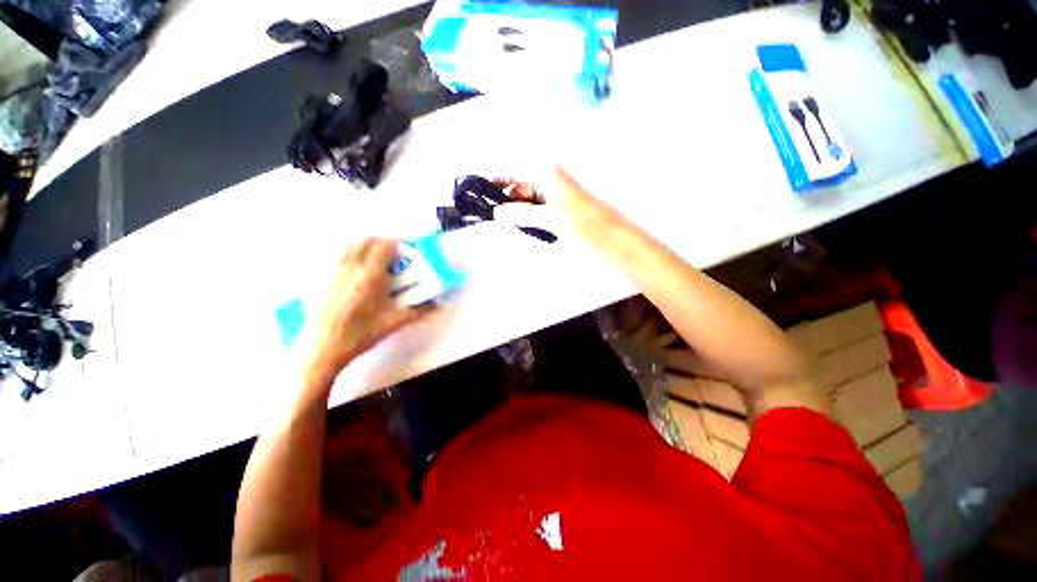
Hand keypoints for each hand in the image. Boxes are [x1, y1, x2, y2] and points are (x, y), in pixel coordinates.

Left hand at [302, 238, 423, 391]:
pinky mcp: (321, 279)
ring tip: (375, 259)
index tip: (406, 249)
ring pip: (350, 246)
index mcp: (370, 275)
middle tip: (393, 252)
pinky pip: (338, 257)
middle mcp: (350, 267)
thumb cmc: (361, 334)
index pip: (385, 246)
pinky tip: (355, 272)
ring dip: (365, 246)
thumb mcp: (393, 323)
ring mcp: (332, 271)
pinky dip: (350, 255)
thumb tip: (438, 307)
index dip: (398, 244)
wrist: (323, 348)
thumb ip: (419, 312)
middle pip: (366, 241)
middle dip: (382, 242)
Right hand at [493, 166, 624, 239]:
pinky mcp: (557, 213)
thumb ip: (521, 213)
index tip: (483, 193)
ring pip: (527, 204)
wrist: (610, 238)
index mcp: (548, 174)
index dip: (499, 182)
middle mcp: (549, 182)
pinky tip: (521, 229)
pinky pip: (536, 214)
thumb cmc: (582, 222)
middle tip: (494, 220)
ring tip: (505, 226)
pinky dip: (527, 222)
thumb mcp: (548, 217)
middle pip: (520, 190)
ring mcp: (553, 198)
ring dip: (516, 215)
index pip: (516, 174)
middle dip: (507, 204)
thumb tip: (498, 213)